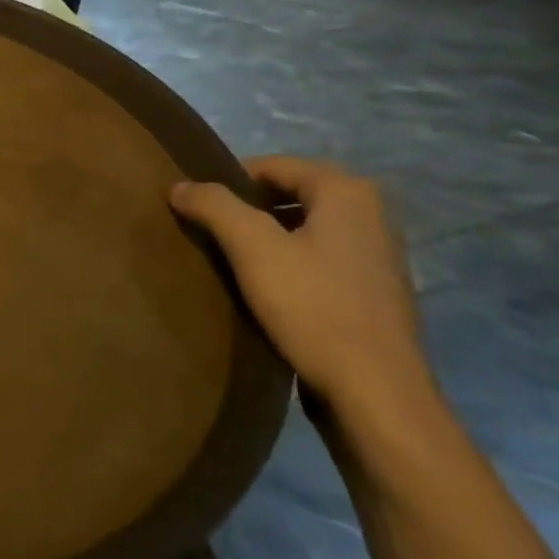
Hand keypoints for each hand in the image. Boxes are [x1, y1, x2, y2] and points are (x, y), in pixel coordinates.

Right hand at [170, 157, 428, 414]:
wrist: (374, 392)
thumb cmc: (312, 306)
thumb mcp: (251, 246)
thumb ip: (213, 205)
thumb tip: (180, 185)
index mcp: (347, 192)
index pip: (271, 166)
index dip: (227, 181)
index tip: (196, 206)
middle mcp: (371, 214)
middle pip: (289, 195)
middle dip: (246, 210)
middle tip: (207, 232)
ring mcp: (378, 255)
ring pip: (303, 229)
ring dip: (266, 239)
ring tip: (229, 261)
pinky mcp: (374, 292)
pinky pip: (319, 260)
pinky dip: (289, 264)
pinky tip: (265, 290)